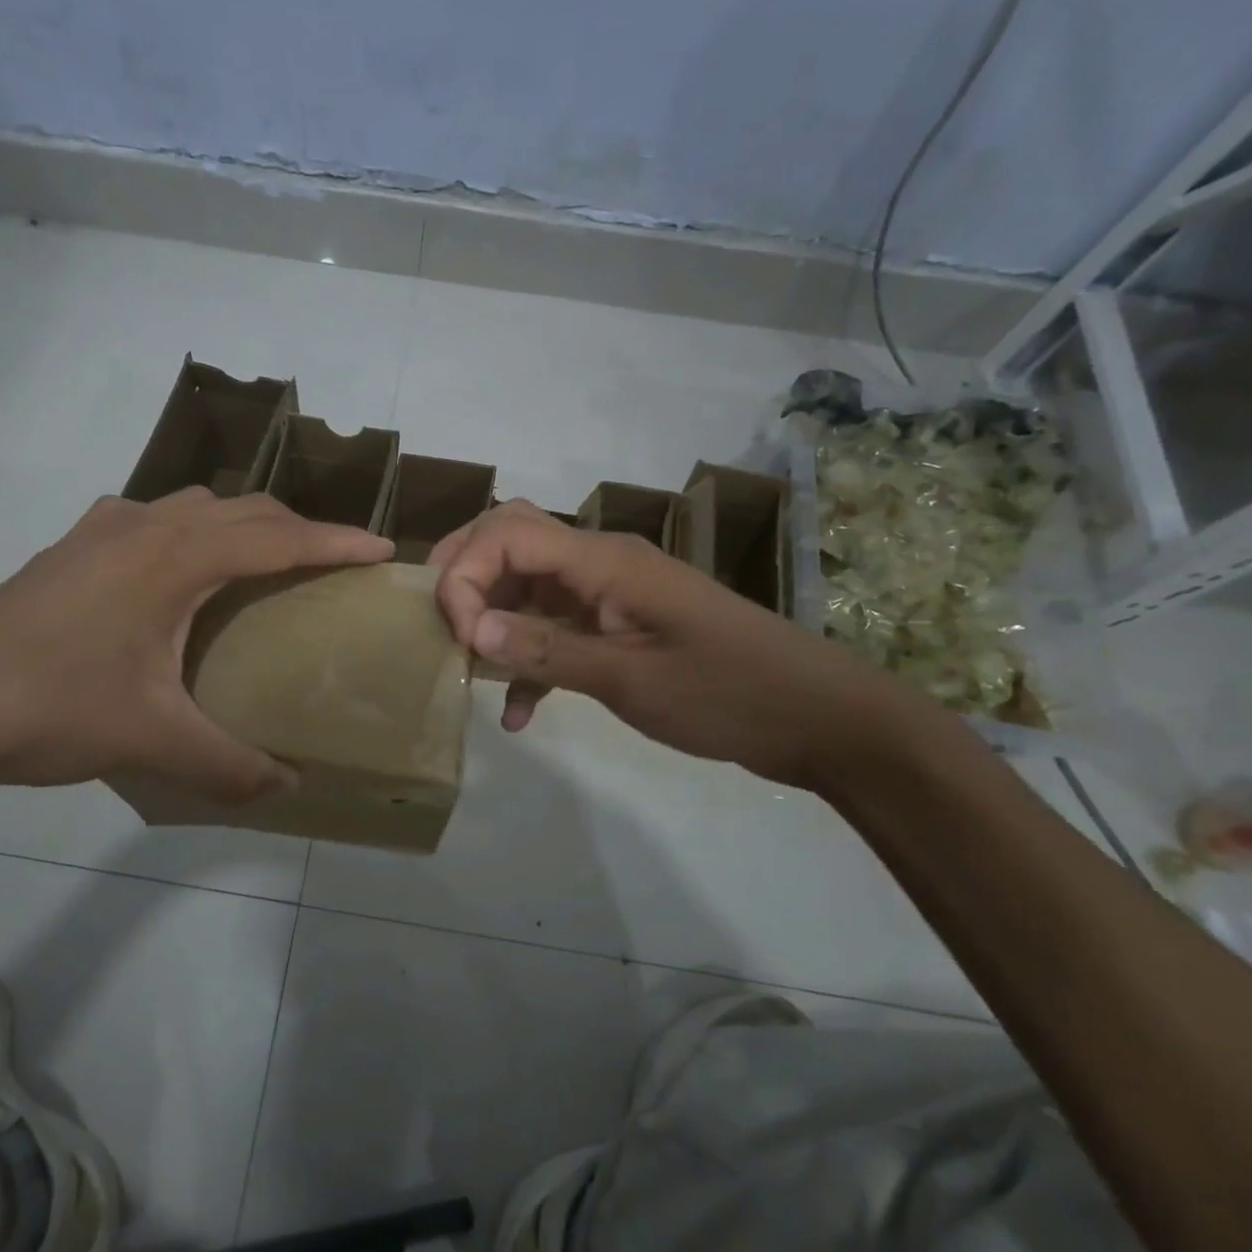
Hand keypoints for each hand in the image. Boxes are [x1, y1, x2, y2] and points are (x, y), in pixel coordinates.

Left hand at [0, 489, 392, 800]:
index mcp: (177, 558)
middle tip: (334, 562)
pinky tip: (178, 567)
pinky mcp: (73, 547)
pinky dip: (190, 531)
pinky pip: (153, 519)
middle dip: (299, 528)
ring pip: (196, 506)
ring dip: (244, 523)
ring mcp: (103, 531)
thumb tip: (285, 787)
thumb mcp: (152, 740)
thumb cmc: (51, 707)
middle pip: (244, 509)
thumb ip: (228, 764)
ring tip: (267, 561)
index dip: (337, 541)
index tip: (383, 550)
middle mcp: (146, 527)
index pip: (278, 538)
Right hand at [430, 500, 915, 788]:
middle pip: (511, 539)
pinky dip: (529, 660)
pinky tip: (519, 714)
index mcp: (603, 560)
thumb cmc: (727, 692)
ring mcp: (608, 593)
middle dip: (465, 575)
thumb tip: (471, 629)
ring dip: (492, 621)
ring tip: (467, 671)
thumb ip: (546, 651)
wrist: (815, 718)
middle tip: (437, 625)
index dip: (465, 575)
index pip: (507, 533)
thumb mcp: (631, 678)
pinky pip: (555, 628)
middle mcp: (599, 562)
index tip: (459, 638)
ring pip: (527, 585)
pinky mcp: (618, 625)